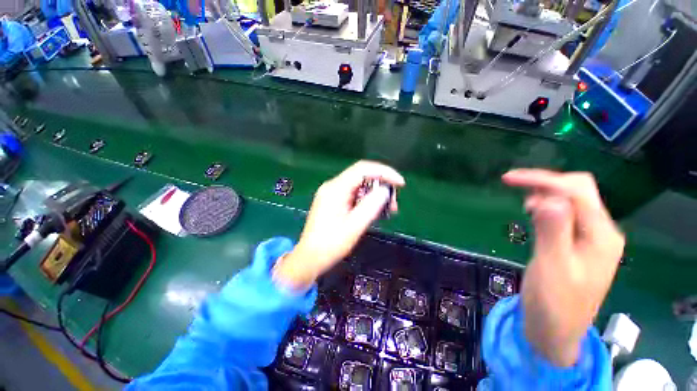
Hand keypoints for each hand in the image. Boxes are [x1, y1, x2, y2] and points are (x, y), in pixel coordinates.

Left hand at [273, 161, 404, 290]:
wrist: (309, 257)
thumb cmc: (331, 244)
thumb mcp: (354, 226)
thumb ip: (371, 206)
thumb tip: (385, 190)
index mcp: (336, 189)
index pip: (363, 169)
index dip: (384, 172)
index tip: (401, 184)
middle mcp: (333, 186)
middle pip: (362, 176)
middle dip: (381, 186)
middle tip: (393, 204)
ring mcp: (331, 193)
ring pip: (359, 185)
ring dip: (375, 194)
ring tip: (387, 210)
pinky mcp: (332, 200)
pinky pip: (353, 193)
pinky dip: (366, 199)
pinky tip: (373, 211)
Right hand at [502, 169, 624, 366]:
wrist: (556, 331)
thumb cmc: (554, 303)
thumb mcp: (552, 267)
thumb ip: (553, 231)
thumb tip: (547, 199)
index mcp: (601, 236)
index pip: (576, 192)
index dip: (542, 180)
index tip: (507, 179)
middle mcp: (601, 231)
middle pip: (579, 190)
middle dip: (546, 183)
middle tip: (515, 188)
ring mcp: (591, 237)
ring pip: (572, 199)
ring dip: (546, 193)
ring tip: (523, 205)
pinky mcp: (578, 243)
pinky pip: (565, 213)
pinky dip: (547, 206)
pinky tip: (533, 214)